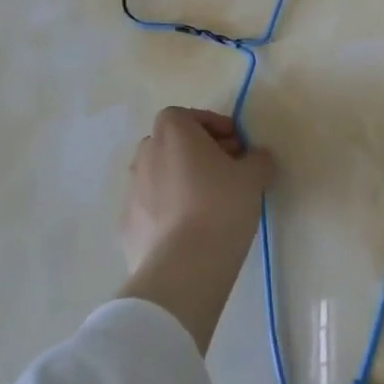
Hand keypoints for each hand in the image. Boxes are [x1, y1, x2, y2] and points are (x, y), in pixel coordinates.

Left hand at [118, 107, 274, 353]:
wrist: (182, 268)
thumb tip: (256, 157)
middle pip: (170, 144)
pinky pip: (150, 208)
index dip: (211, 125)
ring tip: (208, 203)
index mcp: (173, 134)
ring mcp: (131, 192)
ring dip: (180, 180)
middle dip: (196, 152)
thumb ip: (257, 159)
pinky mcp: (125, 227)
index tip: (234, 145)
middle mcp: (146, 155)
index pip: (185, 115)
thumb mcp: (254, 177)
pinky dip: (167, 210)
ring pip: (158, 176)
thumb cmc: (220, 206)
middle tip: (225, 171)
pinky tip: (190, 231)